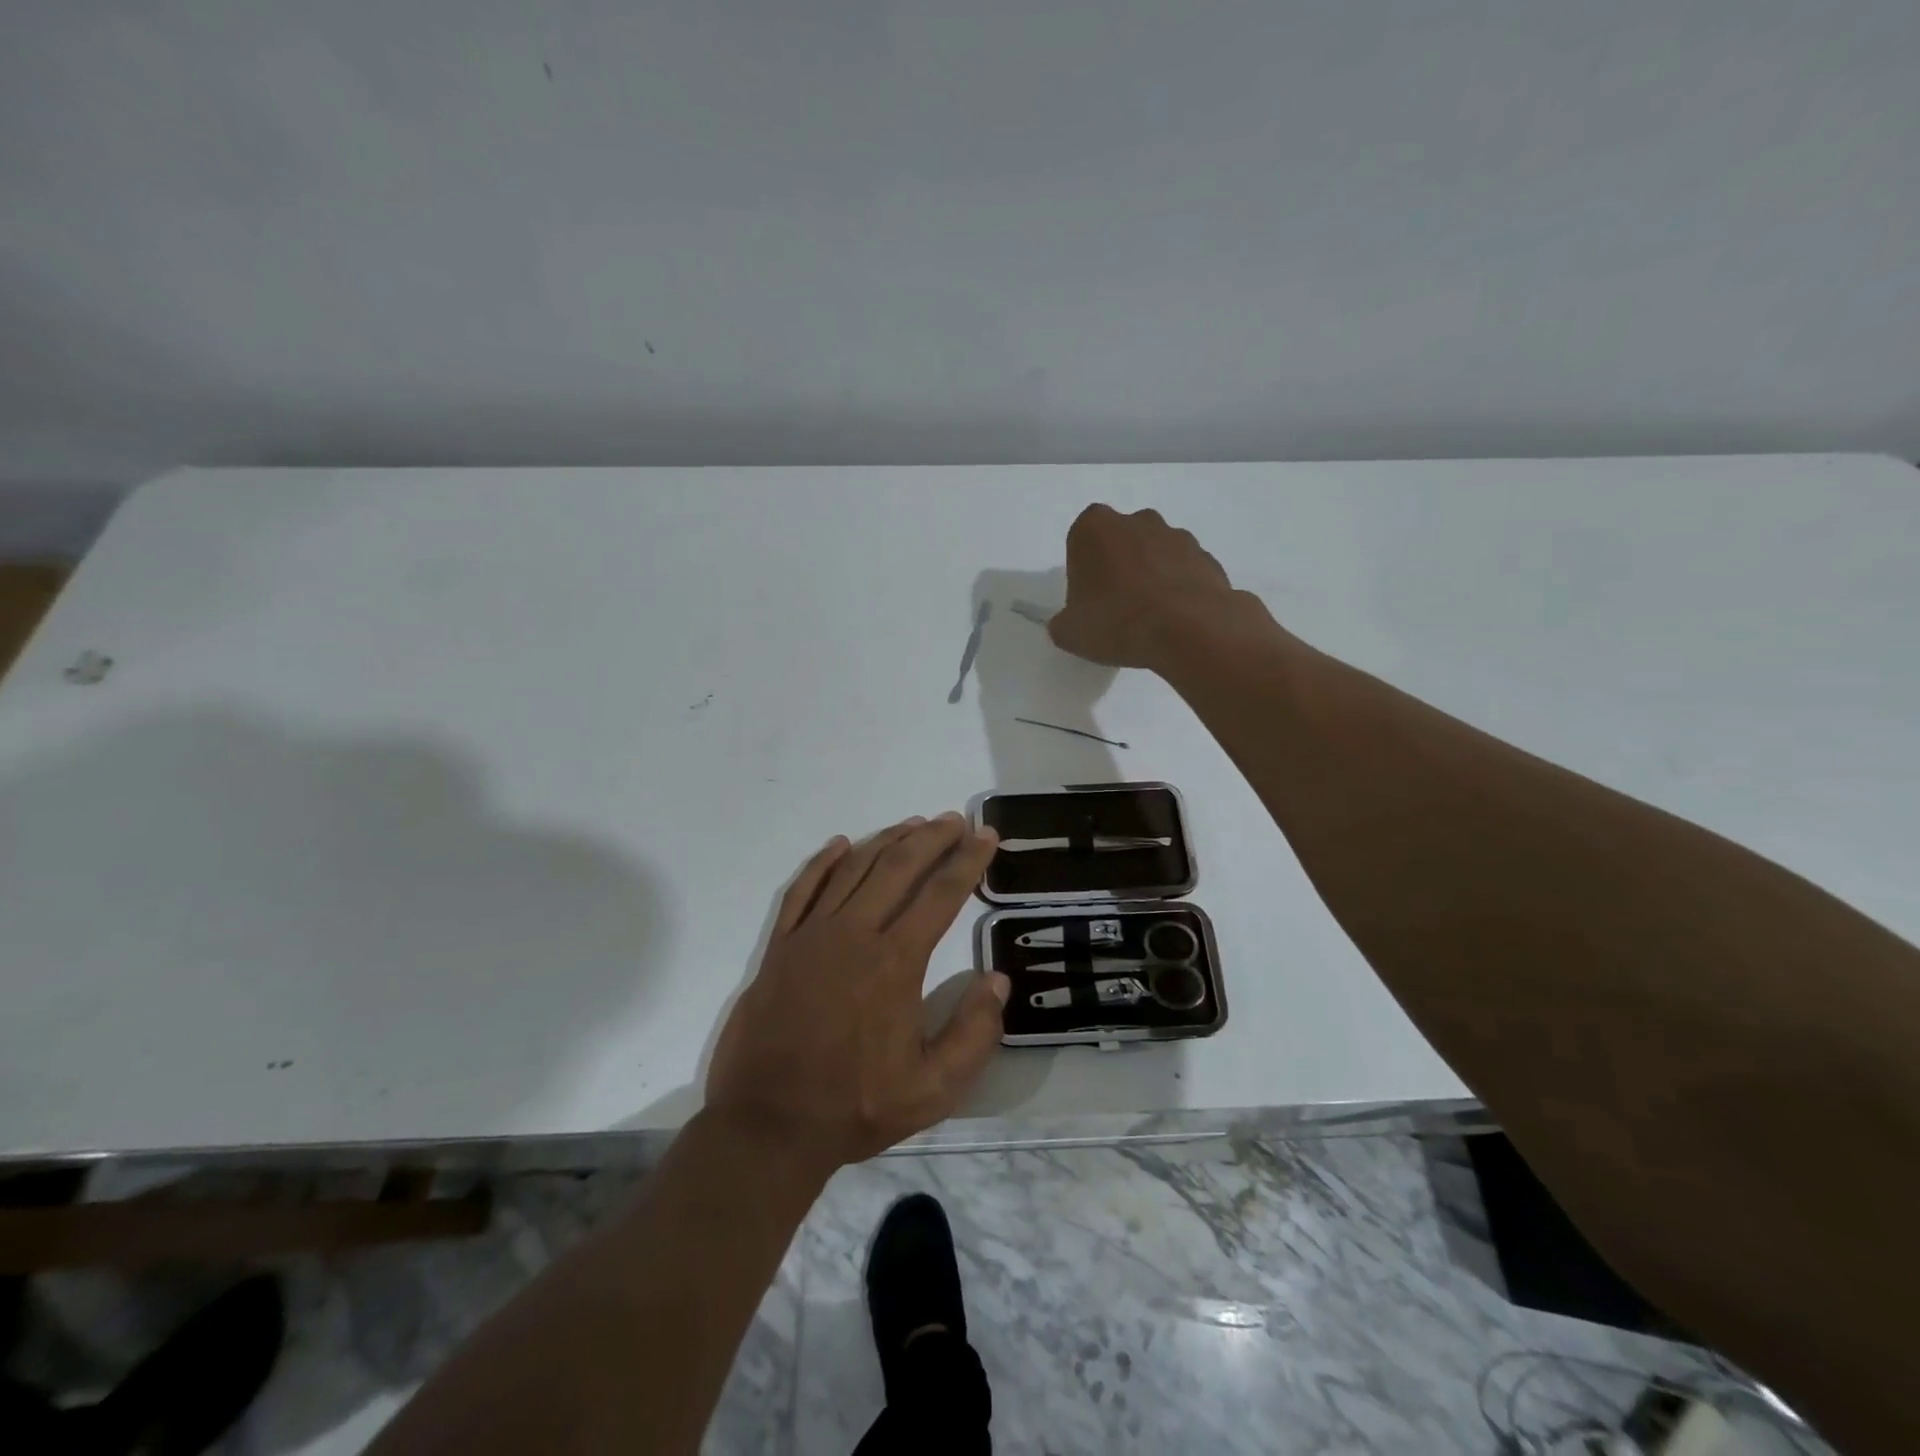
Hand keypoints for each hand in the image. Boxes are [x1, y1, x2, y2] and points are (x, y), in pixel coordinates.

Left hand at [704, 814, 1008, 1173]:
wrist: (768, 1125)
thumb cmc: (855, 1106)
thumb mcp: (933, 1088)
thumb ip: (974, 1033)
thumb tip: (997, 981)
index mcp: (895, 962)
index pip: (941, 895)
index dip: (968, 861)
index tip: (986, 836)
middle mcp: (854, 934)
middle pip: (899, 868)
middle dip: (932, 838)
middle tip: (955, 820)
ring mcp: (811, 935)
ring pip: (854, 869)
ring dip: (887, 840)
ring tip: (913, 824)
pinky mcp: (780, 946)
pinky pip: (802, 889)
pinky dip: (823, 862)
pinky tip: (842, 844)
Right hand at [1048, 504, 1262, 669]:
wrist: (1189, 630)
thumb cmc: (1117, 622)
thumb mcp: (1070, 632)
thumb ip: (1064, 622)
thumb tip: (1070, 622)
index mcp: (1094, 528)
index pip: (1080, 543)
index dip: (1083, 573)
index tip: (1088, 601)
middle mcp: (1137, 521)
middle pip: (1120, 542)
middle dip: (1118, 568)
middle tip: (1116, 609)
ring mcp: (1177, 536)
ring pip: (1155, 554)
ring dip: (1150, 577)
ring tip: (1149, 619)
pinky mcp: (1207, 557)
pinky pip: (1184, 572)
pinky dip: (1178, 590)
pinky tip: (1175, 620)